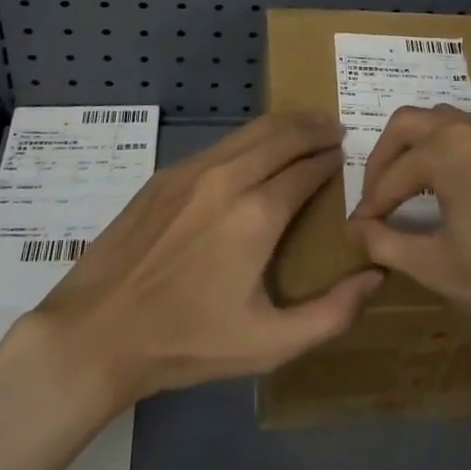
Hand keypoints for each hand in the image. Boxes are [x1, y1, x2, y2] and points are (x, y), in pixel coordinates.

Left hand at [29, 114, 383, 407]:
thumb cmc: (187, 342)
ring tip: (305, 128)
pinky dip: (250, 138)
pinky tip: (255, 151)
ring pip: (251, 131)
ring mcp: (192, 171)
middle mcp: (229, 178)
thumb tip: (374, 277)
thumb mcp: (268, 344)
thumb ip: (331, 314)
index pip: (308, 169)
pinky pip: (221, 144)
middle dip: (315, 128)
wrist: (96, 333)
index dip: (332, 160)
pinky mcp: (165, 175)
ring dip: (285, 125)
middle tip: (336, 129)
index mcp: (257, 215)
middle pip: (283, 135)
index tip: (347, 157)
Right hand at [349, 106, 470, 360]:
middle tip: (377, 194)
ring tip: (412, 186)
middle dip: (385, 155)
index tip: (357, 230)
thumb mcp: (436, 267)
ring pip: (449, 122)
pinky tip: (463, 189)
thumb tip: (356, 229)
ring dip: (422, 146)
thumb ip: (386, 243)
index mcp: (448, 149)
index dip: (369, 204)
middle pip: (411, 122)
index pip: (391, 174)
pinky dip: (458, 153)